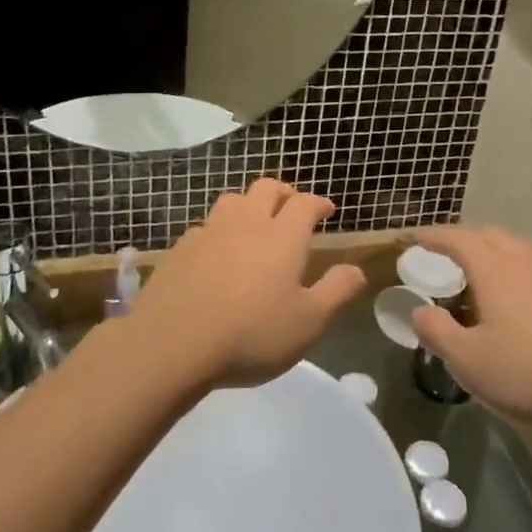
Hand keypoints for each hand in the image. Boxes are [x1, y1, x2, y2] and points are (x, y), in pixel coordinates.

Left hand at [133, 179, 366, 388]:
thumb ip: (337, 291)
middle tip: (291, 207)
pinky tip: (216, 253)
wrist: (174, 342)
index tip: (326, 210)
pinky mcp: (180, 248)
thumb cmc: (252, 333)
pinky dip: (218, 232)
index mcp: (283, 235)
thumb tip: (357, 270)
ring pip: (232, 201)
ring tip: (253, 224)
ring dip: (248, 205)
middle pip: (266, 188)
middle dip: (283, 193)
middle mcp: (247, 222)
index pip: (305, 203)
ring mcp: (210, 232)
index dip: (318, 203)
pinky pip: (204, 228)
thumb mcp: (309, 322)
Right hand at [409, 226, 531, 429]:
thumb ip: (437, 332)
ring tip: (490, 278)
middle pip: (492, 236)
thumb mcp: (468, 361)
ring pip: (524, 251)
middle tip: (452, 257)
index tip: (418, 238)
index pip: (458, 238)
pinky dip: (529, 277)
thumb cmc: (529, 372)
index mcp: (494, 268)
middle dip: (468, 241)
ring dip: (501, 256)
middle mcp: (527, 260)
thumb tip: (419, 311)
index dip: (435, 236)